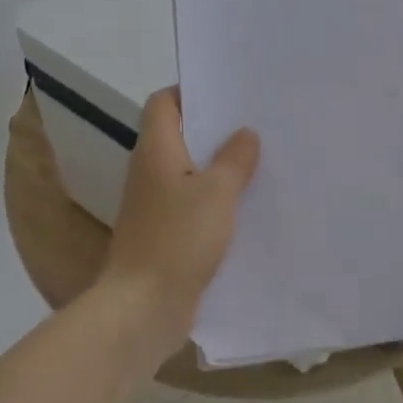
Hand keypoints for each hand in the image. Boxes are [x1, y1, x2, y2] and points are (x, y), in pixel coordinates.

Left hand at [99, 87, 259, 346]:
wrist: (142, 310)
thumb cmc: (176, 239)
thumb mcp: (216, 193)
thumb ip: (234, 159)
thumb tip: (245, 133)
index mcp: (156, 150)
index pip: (163, 103)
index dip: (191, 91)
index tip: (228, 93)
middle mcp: (151, 172)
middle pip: (181, 135)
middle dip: (216, 130)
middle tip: (257, 124)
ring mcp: (157, 205)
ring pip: (191, 172)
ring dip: (220, 168)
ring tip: (260, 160)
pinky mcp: (166, 235)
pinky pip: (194, 205)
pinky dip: (217, 201)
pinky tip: (248, 206)